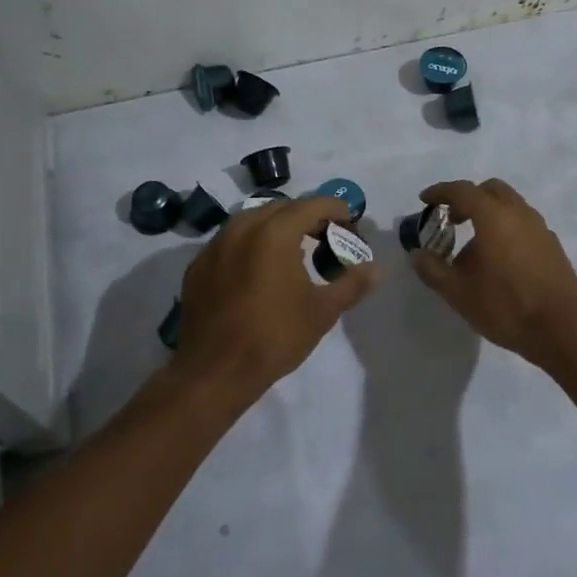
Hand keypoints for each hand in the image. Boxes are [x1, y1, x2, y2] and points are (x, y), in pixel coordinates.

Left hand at [173, 196, 379, 407]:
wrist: (215, 372)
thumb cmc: (275, 337)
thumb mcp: (322, 311)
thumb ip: (352, 284)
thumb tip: (377, 269)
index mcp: (275, 233)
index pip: (312, 205)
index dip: (335, 208)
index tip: (350, 221)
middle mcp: (243, 228)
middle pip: (282, 208)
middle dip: (307, 216)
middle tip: (326, 236)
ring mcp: (216, 245)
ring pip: (252, 220)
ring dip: (277, 226)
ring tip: (294, 250)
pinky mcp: (199, 264)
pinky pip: (230, 240)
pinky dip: (251, 243)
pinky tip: (259, 268)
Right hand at [408, 179, 576, 369]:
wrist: (562, 330)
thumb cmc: (505, 306)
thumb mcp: (458, 292)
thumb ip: (433, 269)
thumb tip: (417, 254)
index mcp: (493, 216)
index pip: (462, 190)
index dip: (440, 191)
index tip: (425, 200)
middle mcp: (519, 213)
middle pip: (490, 190)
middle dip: (468, 198)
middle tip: (451, 219)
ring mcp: (540, 228)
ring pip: (510, 205)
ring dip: (489, 213)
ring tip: (474, 244)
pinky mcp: (552, 245)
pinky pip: (524, 224)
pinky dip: (506, 227)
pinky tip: (499, 259)